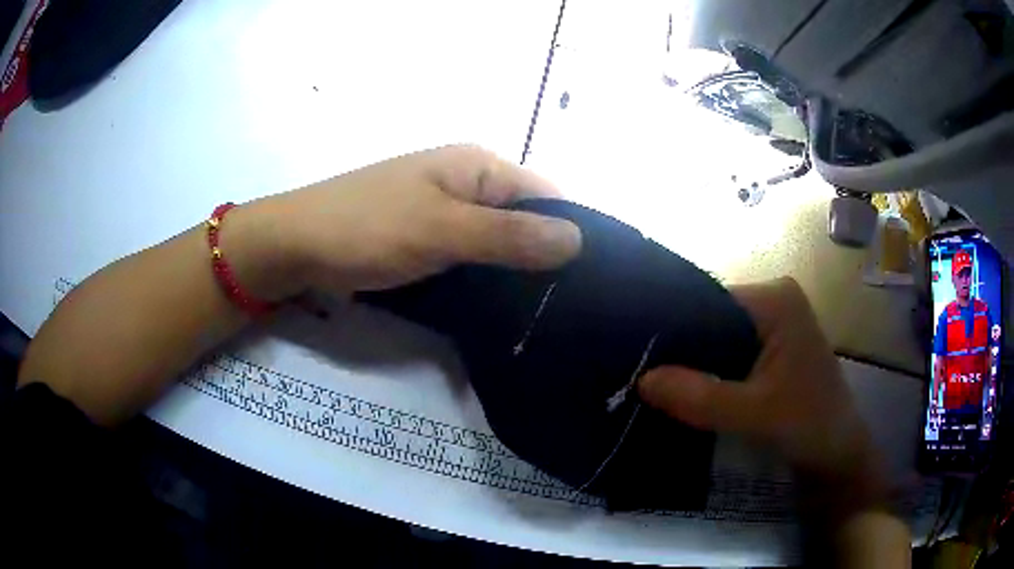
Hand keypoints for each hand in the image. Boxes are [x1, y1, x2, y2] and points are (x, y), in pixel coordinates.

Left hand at [232, 145, 582, 299]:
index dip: (572, 233)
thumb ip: (509, 235)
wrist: (296, 244)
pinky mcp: (427, 237)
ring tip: (543, 315)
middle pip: (524, 219)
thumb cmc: (367, 228)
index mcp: (477, 166)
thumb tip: (579, 240)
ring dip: (515, 272)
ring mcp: (445, 210)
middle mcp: (467, 182)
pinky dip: (485, 277)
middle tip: (568, 309)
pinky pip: (471, 256)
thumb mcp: (442, 230)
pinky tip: (499, 307)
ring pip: (498, 242)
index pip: (547, 196)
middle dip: (545, 258)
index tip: (591, 283)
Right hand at [638, 278, 888, 517]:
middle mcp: (773, 300)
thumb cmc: (809, 426)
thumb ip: (700, 397)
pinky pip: (726, 354)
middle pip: (710, 318)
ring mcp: (773, 325)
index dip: (671, 328)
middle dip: (679, 349)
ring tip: (649, 382)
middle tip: (635, 372)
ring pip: (716, 338)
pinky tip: (679, 391)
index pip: (706, 300)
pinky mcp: (771, 350)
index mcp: (775, 298)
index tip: (634, 354)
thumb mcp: (754, 414)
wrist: (838, 456)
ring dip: (690, 364)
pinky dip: (705, 374)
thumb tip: (640, 379)